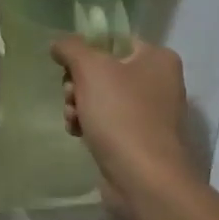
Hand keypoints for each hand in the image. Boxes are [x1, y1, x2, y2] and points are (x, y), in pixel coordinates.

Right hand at [50, 35, 193, 207]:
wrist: (144, 179)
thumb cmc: (121, 115)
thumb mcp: (91, 69)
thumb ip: (71, 48)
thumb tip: (59, 44)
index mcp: (157, 58)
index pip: (114, 41)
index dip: (86, 51)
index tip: (68, 66)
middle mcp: (159, 82)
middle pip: (104, 71)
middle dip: (78, 84)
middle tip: (71, 96)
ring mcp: (151, 114)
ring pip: (101, 98)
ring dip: (79, 105)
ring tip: (73, 119)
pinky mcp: (139, 140)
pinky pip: (107, 123)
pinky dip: (89, 125)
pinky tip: (78, 134)